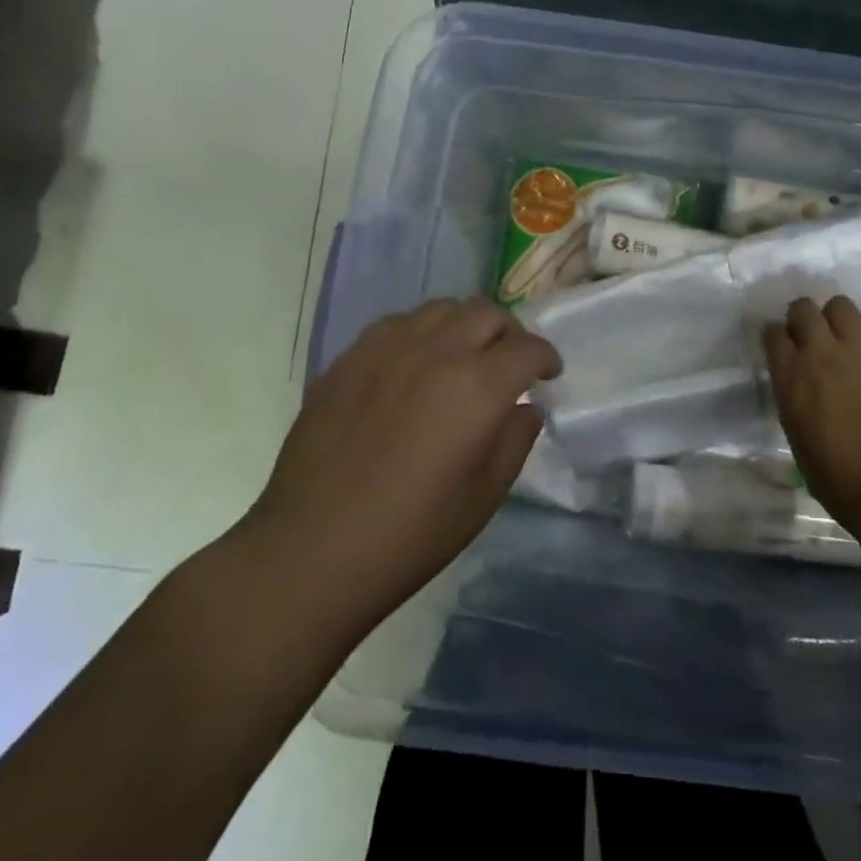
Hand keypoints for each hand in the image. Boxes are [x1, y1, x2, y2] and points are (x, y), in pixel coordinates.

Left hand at [242, 298, 560, 642]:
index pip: (528, 349)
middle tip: (510, 361)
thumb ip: (515, 440)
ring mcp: (387, 349)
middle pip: (487, 313)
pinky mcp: (349, 358)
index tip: (548, 374)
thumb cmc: (410, 535)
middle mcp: (436, 352)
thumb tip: (525, 408)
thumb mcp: (484, 496)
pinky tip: (414, 362)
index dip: (546, 358)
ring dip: (465, 325)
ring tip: (463, 354)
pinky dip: (421, 332)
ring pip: (442, 308)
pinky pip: (397, 324)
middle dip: (510, 333)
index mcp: (477, 386)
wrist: (311, 551)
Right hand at [763, 296, 860, 530]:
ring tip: (842, 333)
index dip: (776, 336)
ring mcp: (859, 351)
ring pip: (841, 305)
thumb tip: (799, 386)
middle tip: (809, 334)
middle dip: (802, 316)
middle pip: (803, 308)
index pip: (772, 333)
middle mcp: (819, 353)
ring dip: (836, 316)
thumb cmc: (835, 477)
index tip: (781, 345)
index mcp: (790, 376)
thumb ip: (793, 398)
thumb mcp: (796, 435)